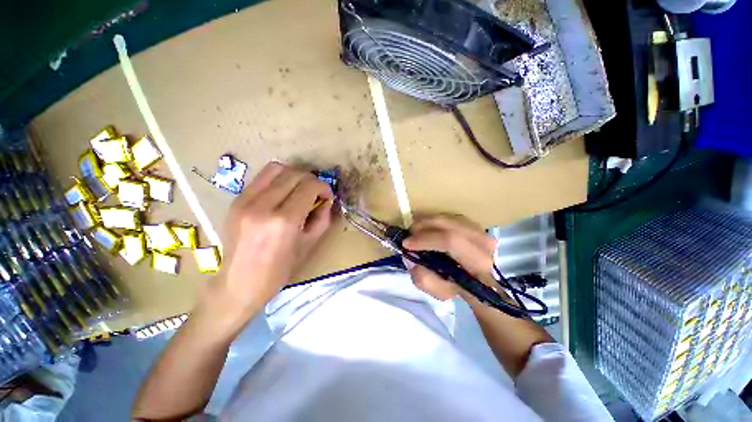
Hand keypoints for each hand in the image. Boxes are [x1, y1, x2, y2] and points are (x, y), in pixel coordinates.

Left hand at [211, 162, 334, 318]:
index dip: (324, 187)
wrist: (239, 284)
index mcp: (284, 221)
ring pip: (276, 168)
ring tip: (299, 189)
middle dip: (311, 180)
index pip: (309, 187)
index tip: (327, 196)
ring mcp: (245, 201)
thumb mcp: (309, 245)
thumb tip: (326, 200)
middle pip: (294, 174)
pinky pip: (261, 177)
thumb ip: (322, 218)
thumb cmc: (279, 271)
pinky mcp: (236, 200)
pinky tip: (282, 193)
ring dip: (293, 175)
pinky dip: (277, 179)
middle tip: (315, 193)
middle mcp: (263, 206)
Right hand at [403, 215, 496, 301]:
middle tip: (409, 235)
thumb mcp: (440, 292)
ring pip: (446, 218)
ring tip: (416, 233)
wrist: (479, 279)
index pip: (450, 241)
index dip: (425, 240)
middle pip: (446, 223)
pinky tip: (427, 229)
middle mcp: (482, 241)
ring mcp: (479, 229)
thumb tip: (409, 256)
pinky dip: (433, 221)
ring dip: (426, 222)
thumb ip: (423, 278)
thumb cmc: (460, 287)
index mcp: (477, 263)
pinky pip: (447, 216)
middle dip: (422, 226)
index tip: (406, 244)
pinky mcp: (473, 223)